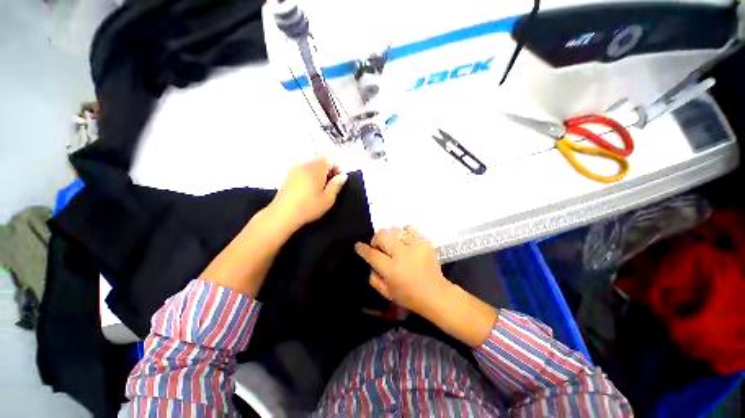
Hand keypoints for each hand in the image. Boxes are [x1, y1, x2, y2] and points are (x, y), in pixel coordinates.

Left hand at [268, 156, 347, 232]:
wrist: (283, 214)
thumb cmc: (308, 207)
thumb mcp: (328, 199)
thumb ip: (336, 185)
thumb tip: (343, 176)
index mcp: (315, 169)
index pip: (329, 158)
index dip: (336, 167)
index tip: (339, 179)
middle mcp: (304, 164)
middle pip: (320, 159)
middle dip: (328, 168)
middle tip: (331, 183)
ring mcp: (295, 168)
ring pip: (311, 163)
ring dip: (319, 171)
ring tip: (320, 186)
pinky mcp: (289, 174)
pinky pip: (303, 168)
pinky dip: (310, 173)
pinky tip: (310, 187)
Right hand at [354, 226, 452, 317]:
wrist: (435, 293)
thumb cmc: (409, 296)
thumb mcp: (386, 293)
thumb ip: (374, 278)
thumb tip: (371, 263)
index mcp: (391, 269)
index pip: (372, 254)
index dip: (362, 249)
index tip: (359, 246)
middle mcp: (402, 255)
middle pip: (382, 235)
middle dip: (376, 239)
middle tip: (380, 247)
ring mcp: (415, 246)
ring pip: (395, 230)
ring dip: (391, 237)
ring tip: (395, 245)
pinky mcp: (425, 242)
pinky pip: (411, 229)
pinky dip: (406, 233)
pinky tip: (407, 242)